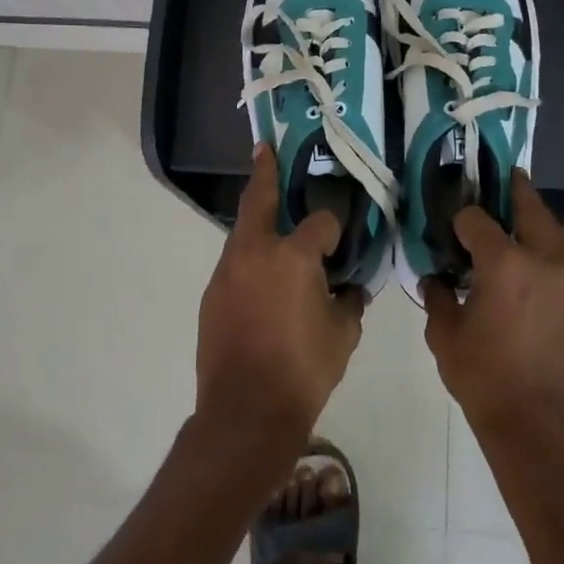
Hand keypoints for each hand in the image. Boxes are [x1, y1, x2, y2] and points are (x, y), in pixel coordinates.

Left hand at [195, 144, 365, 468]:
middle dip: (265, 172)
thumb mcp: (343, 335)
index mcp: (293, 256)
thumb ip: (350, 302)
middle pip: (260, 200)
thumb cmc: (303, 371)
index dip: (335, 227)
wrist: (245, 413)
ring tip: (272, 215)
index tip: (343, 237)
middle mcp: (255, 252)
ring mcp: (227, 272)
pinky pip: (235, 264)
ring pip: (243, 232)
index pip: (321, 222)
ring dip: (258, 220)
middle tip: (265, 150)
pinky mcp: (212, 294)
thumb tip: (350, 288)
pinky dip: (250, 259)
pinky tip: (263, 276)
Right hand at [422, 172, 563, 444]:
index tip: (452, 225)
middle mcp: (545, 262)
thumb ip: (438, 299)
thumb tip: (436, 281)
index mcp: (505, 264)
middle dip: (517, 192)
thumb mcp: (445, 338)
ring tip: (523, 223)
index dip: (461, 218)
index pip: (478, 219)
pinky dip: (551, 261)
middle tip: (507, 179)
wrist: (543, 432)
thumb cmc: (486, 381)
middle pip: (532, 210)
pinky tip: (536, 279)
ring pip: (558, 237)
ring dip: (539, 224)